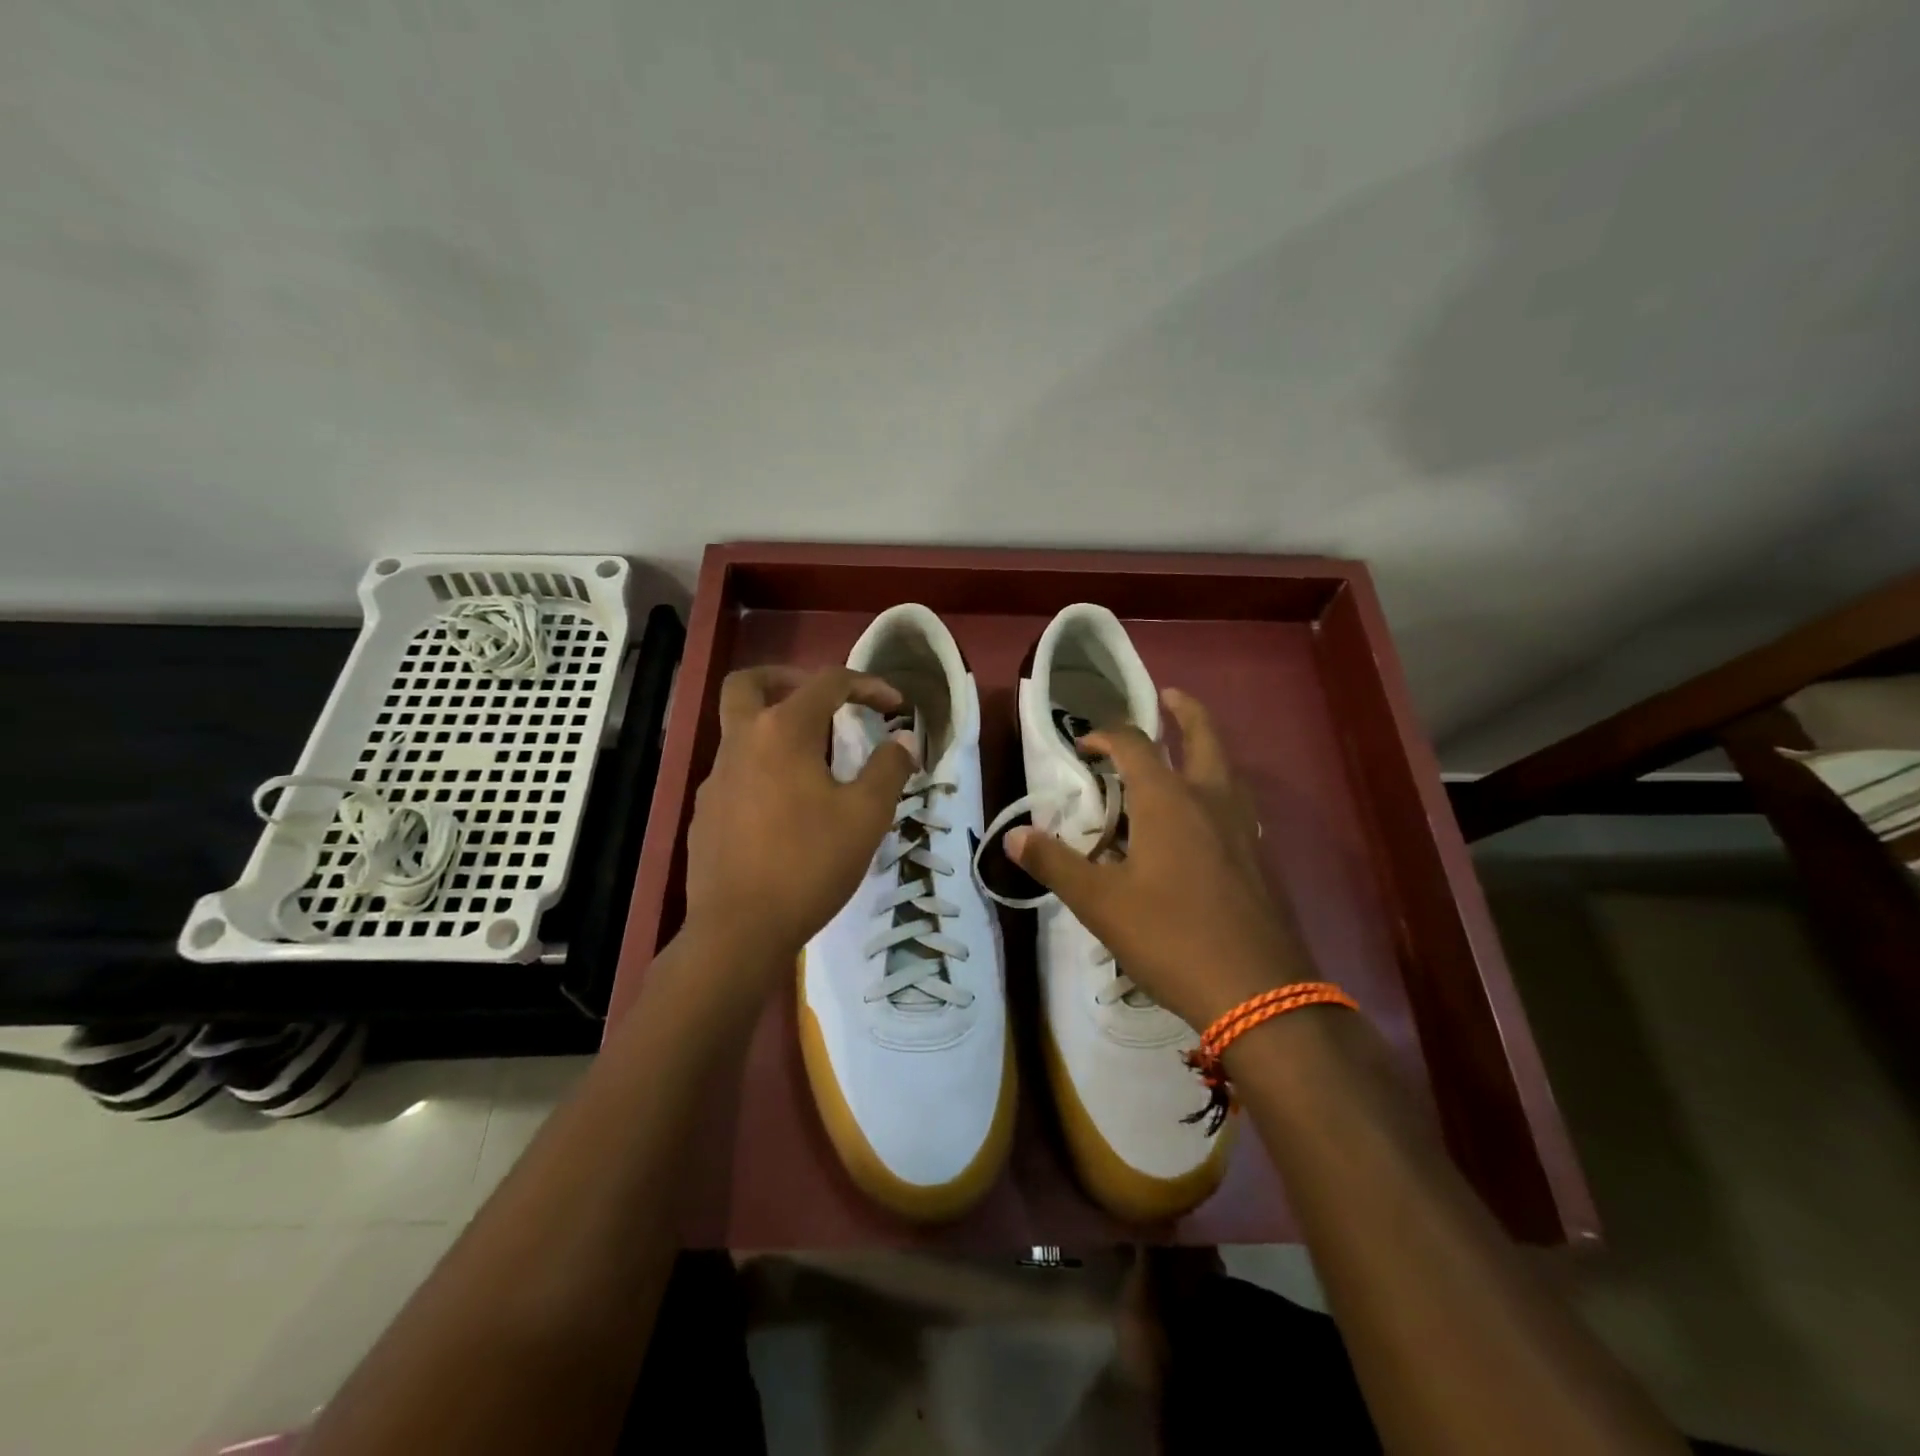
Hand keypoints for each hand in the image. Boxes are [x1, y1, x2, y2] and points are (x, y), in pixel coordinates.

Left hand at [681, 666, 916, 982]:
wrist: (740, 930)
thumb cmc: (809, 864)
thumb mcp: (866, 816)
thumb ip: (888, 769)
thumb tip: (903, 741)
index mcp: (782, 732)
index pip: (827, 683)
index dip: (867, 685)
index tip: (895, 706)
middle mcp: (741, 743)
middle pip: (751, 683)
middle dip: (788, 679)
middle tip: (823, 702)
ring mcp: (715, 778)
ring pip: (740, 729)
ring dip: (776, 728)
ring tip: (816, 762)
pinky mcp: (706, 813)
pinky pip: (735, 771)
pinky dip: (763, 768)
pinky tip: (786, 808)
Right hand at [1005, 689, 1312, 1031]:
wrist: (1259, 994)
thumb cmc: (1171, 938)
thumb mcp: (1100, 903)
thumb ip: (1055, 864)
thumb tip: (1014, 835)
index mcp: (1168, 800)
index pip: (1134, 744)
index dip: (1106, 734)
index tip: (1084, 745)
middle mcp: (1210, 801)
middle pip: (1203, 736)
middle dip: (1185, 712)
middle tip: (1169, 696)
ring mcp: (1243, 830)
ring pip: (1226, 771)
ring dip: (1206, 750)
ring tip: (1185, 753)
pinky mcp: (1260, 860)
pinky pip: (1236, 807)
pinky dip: (1218, 793)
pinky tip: (1204, 823)